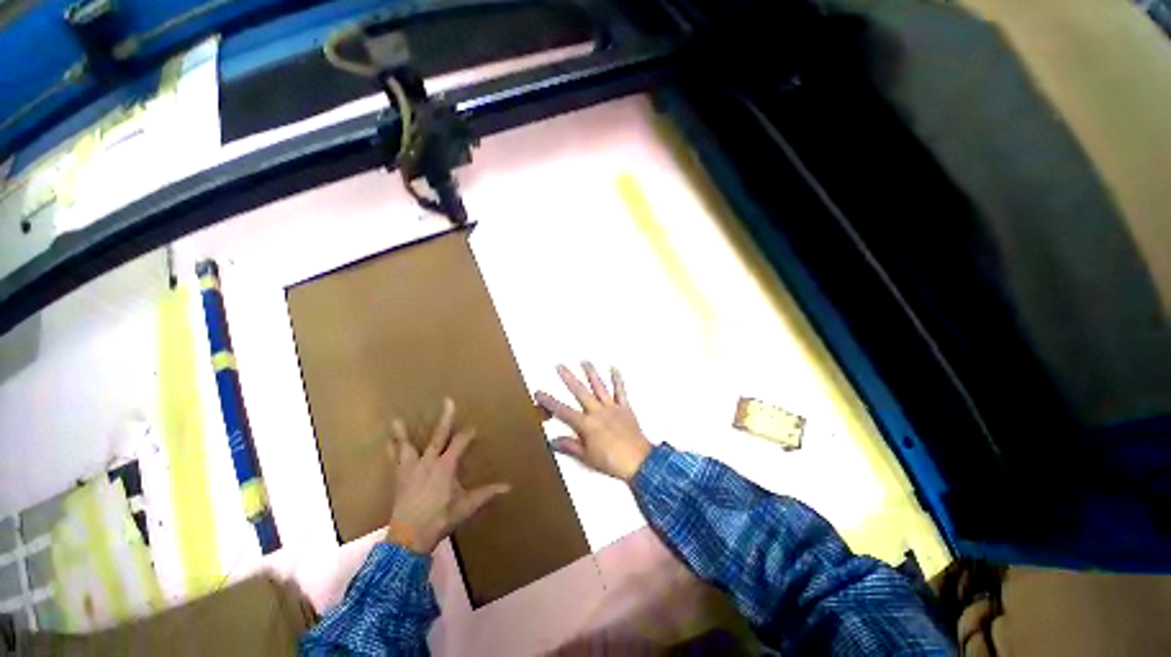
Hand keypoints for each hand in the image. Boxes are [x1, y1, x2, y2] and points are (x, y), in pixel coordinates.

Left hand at [385, 398, 510, 553]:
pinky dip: (391, 450)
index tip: (474, 427)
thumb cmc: (440, 519)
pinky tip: (387, 444)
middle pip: (438, 436)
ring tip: (396, 420)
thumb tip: (508, 487)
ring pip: (407, 447)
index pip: (460, 443)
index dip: (468, 434)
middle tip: (448, 401)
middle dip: (446, 419)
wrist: (408, 537)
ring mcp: (411, 469)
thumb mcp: (466, 506)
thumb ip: (486, 494)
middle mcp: (428, 462)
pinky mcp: (398, 479)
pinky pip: (394, 460)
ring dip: (402, 434)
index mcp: (446, 466)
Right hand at [535, 363, 651, 481]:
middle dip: (569, 378)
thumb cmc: (611, 461)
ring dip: (591, 373)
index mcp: (586, 424)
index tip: (539, 392)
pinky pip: (620, 391)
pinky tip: (614, 369)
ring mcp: (612, 407)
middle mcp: (597, 411)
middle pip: (580, 391)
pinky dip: (617, 380)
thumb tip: (553, 440)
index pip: (563, 411)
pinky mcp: (625, 408)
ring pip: (599, 386)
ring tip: (584, 361)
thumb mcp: (587, 457)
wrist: (638, 461)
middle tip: (560, 366)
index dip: (550, 401)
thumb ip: (570, 446)